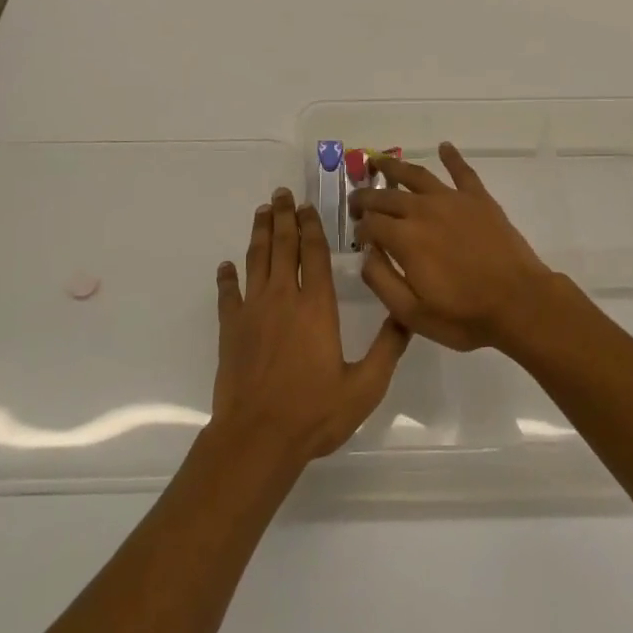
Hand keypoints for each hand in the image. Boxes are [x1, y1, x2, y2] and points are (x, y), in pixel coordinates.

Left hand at [211, 189, 409, 468]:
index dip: (311, 227)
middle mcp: (284, 298)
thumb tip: (406, 315)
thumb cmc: (314, 413)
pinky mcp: (230, 328)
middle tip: (281, 194)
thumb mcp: (365, 387)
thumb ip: (388, 349)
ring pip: (256, 260)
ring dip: (260, 233)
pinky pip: (227, 294)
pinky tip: (226, 266)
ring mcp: (253, 311)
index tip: (308, 206)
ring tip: (262, 212)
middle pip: (283, 246)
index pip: (314, 254)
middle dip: (284, 216)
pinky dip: (227, 277)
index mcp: (317, 306)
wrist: (257, 438)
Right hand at [350, 143, 561, 352]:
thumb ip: (382, 281)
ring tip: (379, 161)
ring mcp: (452, 200)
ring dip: (394, 166)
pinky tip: (444, 146)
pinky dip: (451, 156)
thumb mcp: (413, 314)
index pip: (370, 224)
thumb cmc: (465, 316)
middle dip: (367, 197)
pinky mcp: (478, 198)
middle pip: (386, 196)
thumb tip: (366, 254)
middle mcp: (423, 210)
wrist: (520, 304)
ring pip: (416, 175)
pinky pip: (462, 171)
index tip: (359, 237)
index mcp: (404, 239)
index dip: (360, 229)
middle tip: (357, 200)